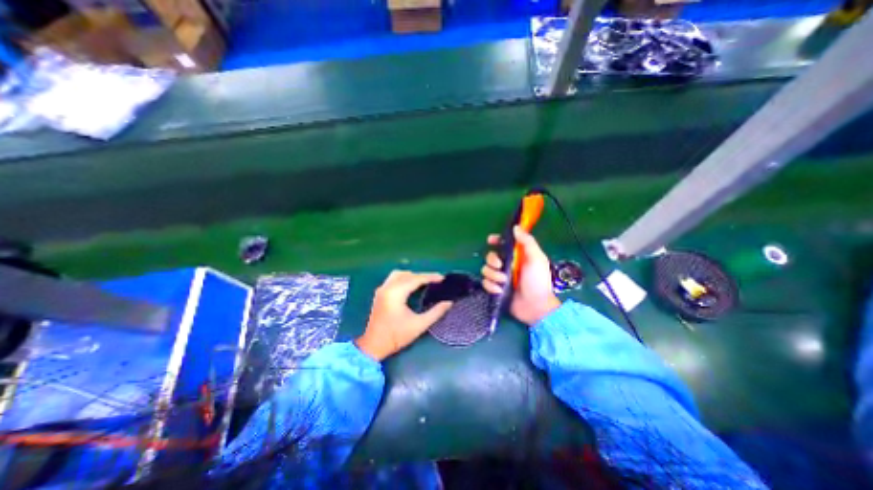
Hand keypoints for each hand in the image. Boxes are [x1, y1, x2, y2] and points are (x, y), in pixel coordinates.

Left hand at [354, 272, 453, 360]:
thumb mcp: (419, 325)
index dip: (430, 277)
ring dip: (412, 276)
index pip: (416, 279)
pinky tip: (411, 285)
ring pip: (399, 274)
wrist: (373, 346)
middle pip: (407, 274)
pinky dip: (404, 278)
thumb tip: (449, 302)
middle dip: (422, 276)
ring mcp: (382, 290)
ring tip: (424, 282)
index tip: (442, 278)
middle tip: (435, 281)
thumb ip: (436, 312)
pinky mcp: (380, 293)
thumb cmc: (396, 336)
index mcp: (396, 293)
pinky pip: (393, 279)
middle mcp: (387, 287)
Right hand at [480, 225, 561, 326]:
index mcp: (517, 256)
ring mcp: (500, 277)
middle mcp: (507, 265)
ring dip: (494, 276)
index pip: (503, 244)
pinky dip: (491, 286)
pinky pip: (485, 283)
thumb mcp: (536, 259)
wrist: (535, 307)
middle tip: (500, 266)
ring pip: (486, 269)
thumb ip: (527, 242)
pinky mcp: (495, 289)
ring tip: (504, 282)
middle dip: (492, 260)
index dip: (496, 240)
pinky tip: (500, 291)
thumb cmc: (538, 281)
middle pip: (490, 256)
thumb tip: (515, 227)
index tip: (490, 240)